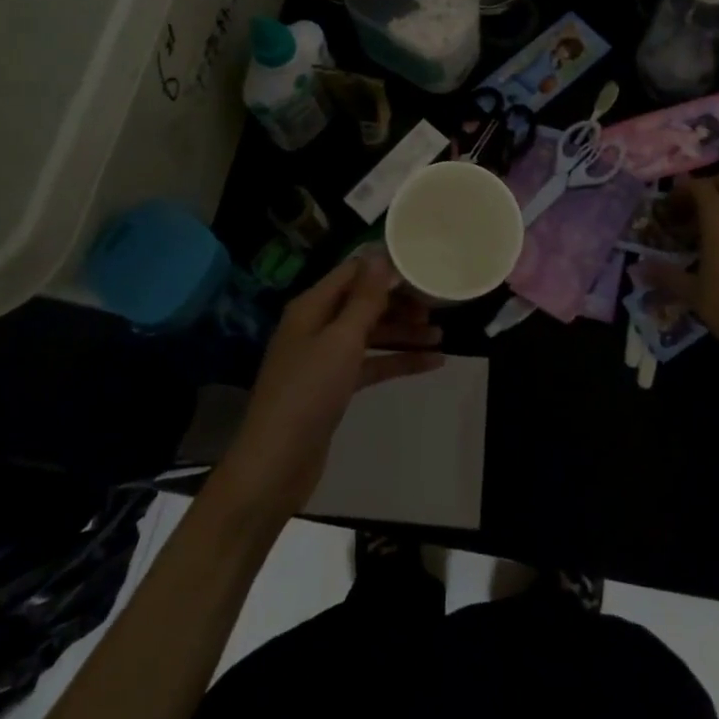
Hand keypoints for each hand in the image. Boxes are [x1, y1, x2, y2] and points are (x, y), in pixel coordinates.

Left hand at [215, 253, 443, 519]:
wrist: (276, 464)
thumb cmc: (309, 392)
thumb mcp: (342, 340)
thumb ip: (364, 298)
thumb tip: (379, 254)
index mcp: (312, 306)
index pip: (352, 272)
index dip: (385, 268)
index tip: (422, 267)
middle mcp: (317, 325)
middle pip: (364, 303)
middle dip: (399, 303)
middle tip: (437, 307)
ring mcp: (325, 358)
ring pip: (371, 335)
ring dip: (404, 333)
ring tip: (441, 337)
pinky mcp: (334, 387)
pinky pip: (371, 364)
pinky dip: (398, 362)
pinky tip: (431, 364)